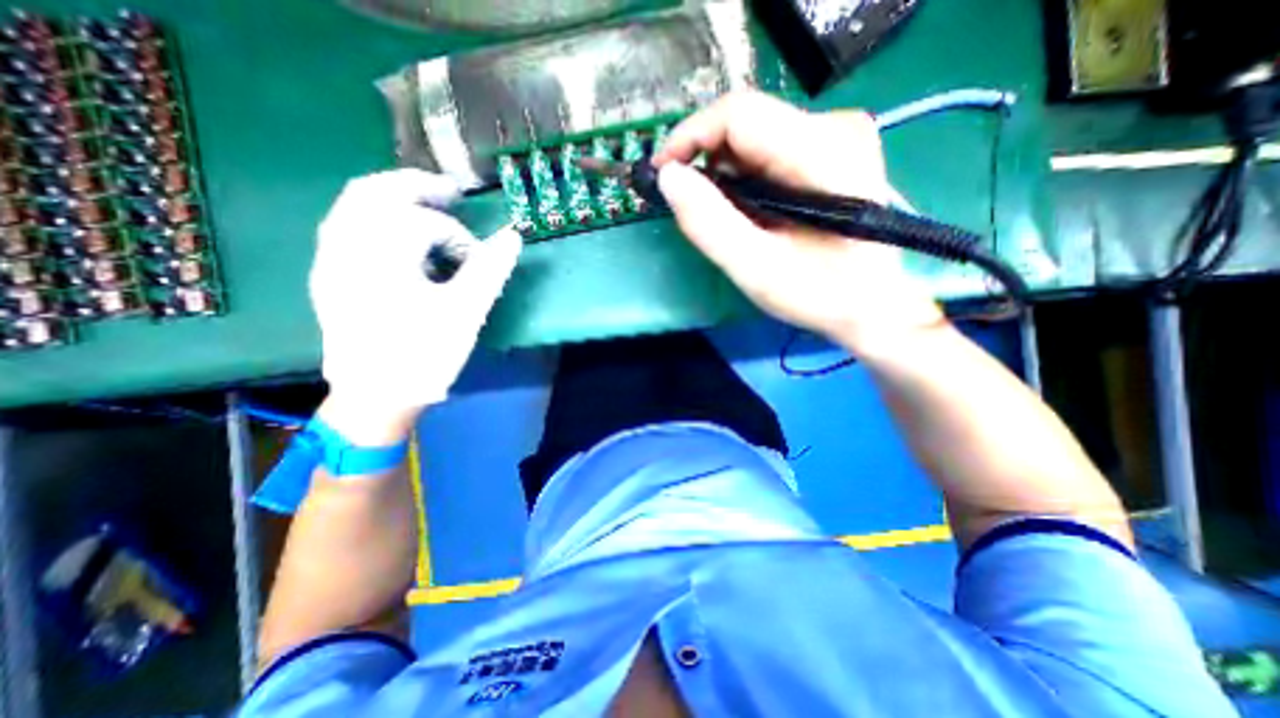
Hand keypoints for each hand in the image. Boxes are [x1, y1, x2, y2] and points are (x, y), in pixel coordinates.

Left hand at [308, 167, 519, 443]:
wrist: (376, 398)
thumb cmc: (423, 355)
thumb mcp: (465, 313)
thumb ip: (489, 270)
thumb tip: (513, 237)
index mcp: (378, 255)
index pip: (423, 223)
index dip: (459, 237)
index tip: (479, 260)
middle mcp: (344, 248)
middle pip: (373, 192)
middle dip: (416, 187)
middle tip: (451, 194)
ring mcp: (330, 262)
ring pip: (354, 207)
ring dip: (393, 200)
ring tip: (428, 209)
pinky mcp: (330, 277)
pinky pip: (347, 228)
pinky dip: (376, 218)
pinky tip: (400, 237)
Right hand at [654, 92, 942, 354]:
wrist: (872, 306)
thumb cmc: (819, 294)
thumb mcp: (755, 268)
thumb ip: (708, 222)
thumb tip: (668, 177)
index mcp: (822, 152)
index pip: (739, 114)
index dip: (689, 137)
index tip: (661, 173)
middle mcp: (835, 128)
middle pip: (746, 123)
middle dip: (705, 160)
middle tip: (688, 204)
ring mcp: (838, 137)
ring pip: (755, 137)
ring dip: (724, 172)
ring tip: (721, 215)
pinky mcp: (832, 152)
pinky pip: (770, 150)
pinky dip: (745, 177)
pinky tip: (747, 210)